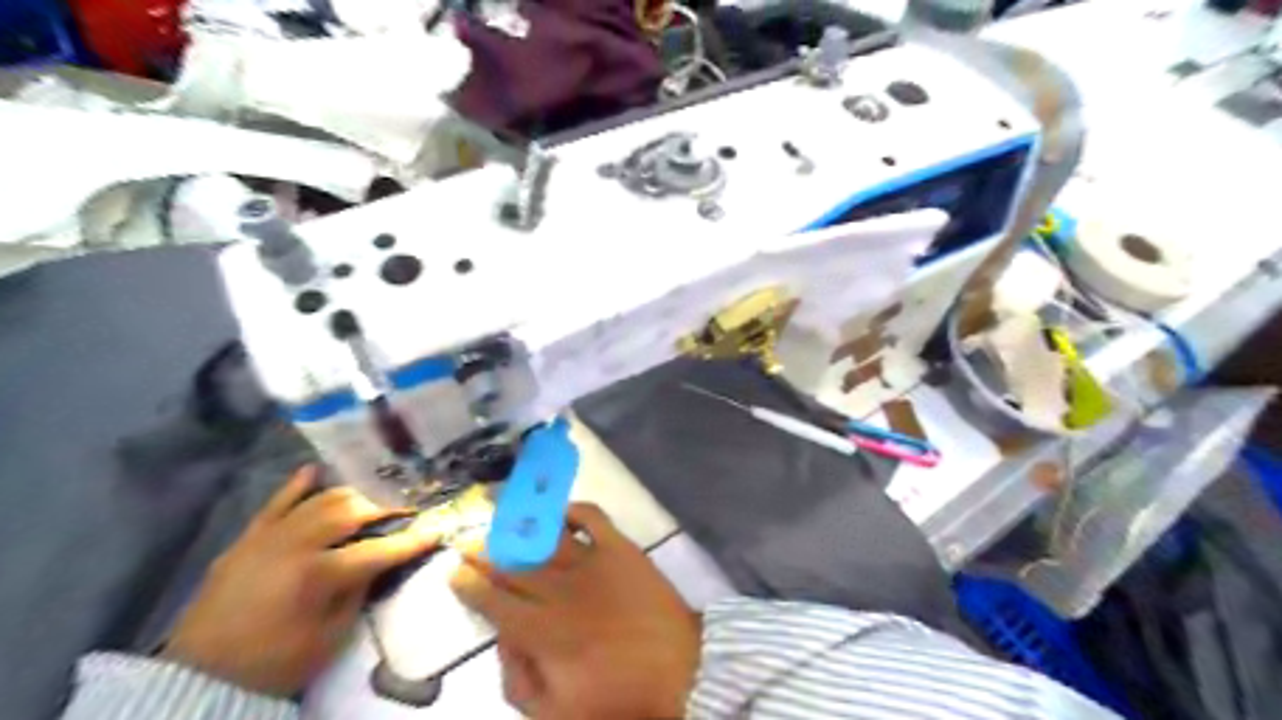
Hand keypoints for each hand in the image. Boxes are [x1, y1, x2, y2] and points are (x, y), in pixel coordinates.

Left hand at [161, 465, 440, 694]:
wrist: (202, 676)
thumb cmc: (276, 661)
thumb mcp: (330, 636)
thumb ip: (359, 591)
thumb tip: (382, 562)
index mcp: (319, 575)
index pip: (379, 549)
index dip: (412, 540)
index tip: (438, 530)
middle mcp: (296, 544)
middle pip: (352, 511)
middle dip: (384, 508)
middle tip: (405, 511)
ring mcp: (270, 536)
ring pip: (321, 500)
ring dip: (352, 496)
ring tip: (372, 500)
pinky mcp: (248, 537)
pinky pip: (277, 501)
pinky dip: (298, 485)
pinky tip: (317, 471)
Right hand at [448, 503, 696, 715]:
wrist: (683, 673)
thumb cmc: (620, 698)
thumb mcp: (557, 714)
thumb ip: (519, 680)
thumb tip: (503, 640)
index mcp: (542, 632)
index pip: (494, 602)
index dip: (470, 585)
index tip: (455, 572)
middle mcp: (560, 589)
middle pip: (512, 564)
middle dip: (484, 551)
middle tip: (467, 540)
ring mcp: (592, 562)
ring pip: (544, 536)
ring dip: (517, 525)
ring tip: (499, 515)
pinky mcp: (621, 548)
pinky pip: (592, 517)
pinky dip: (573, 510)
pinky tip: (558, 512)